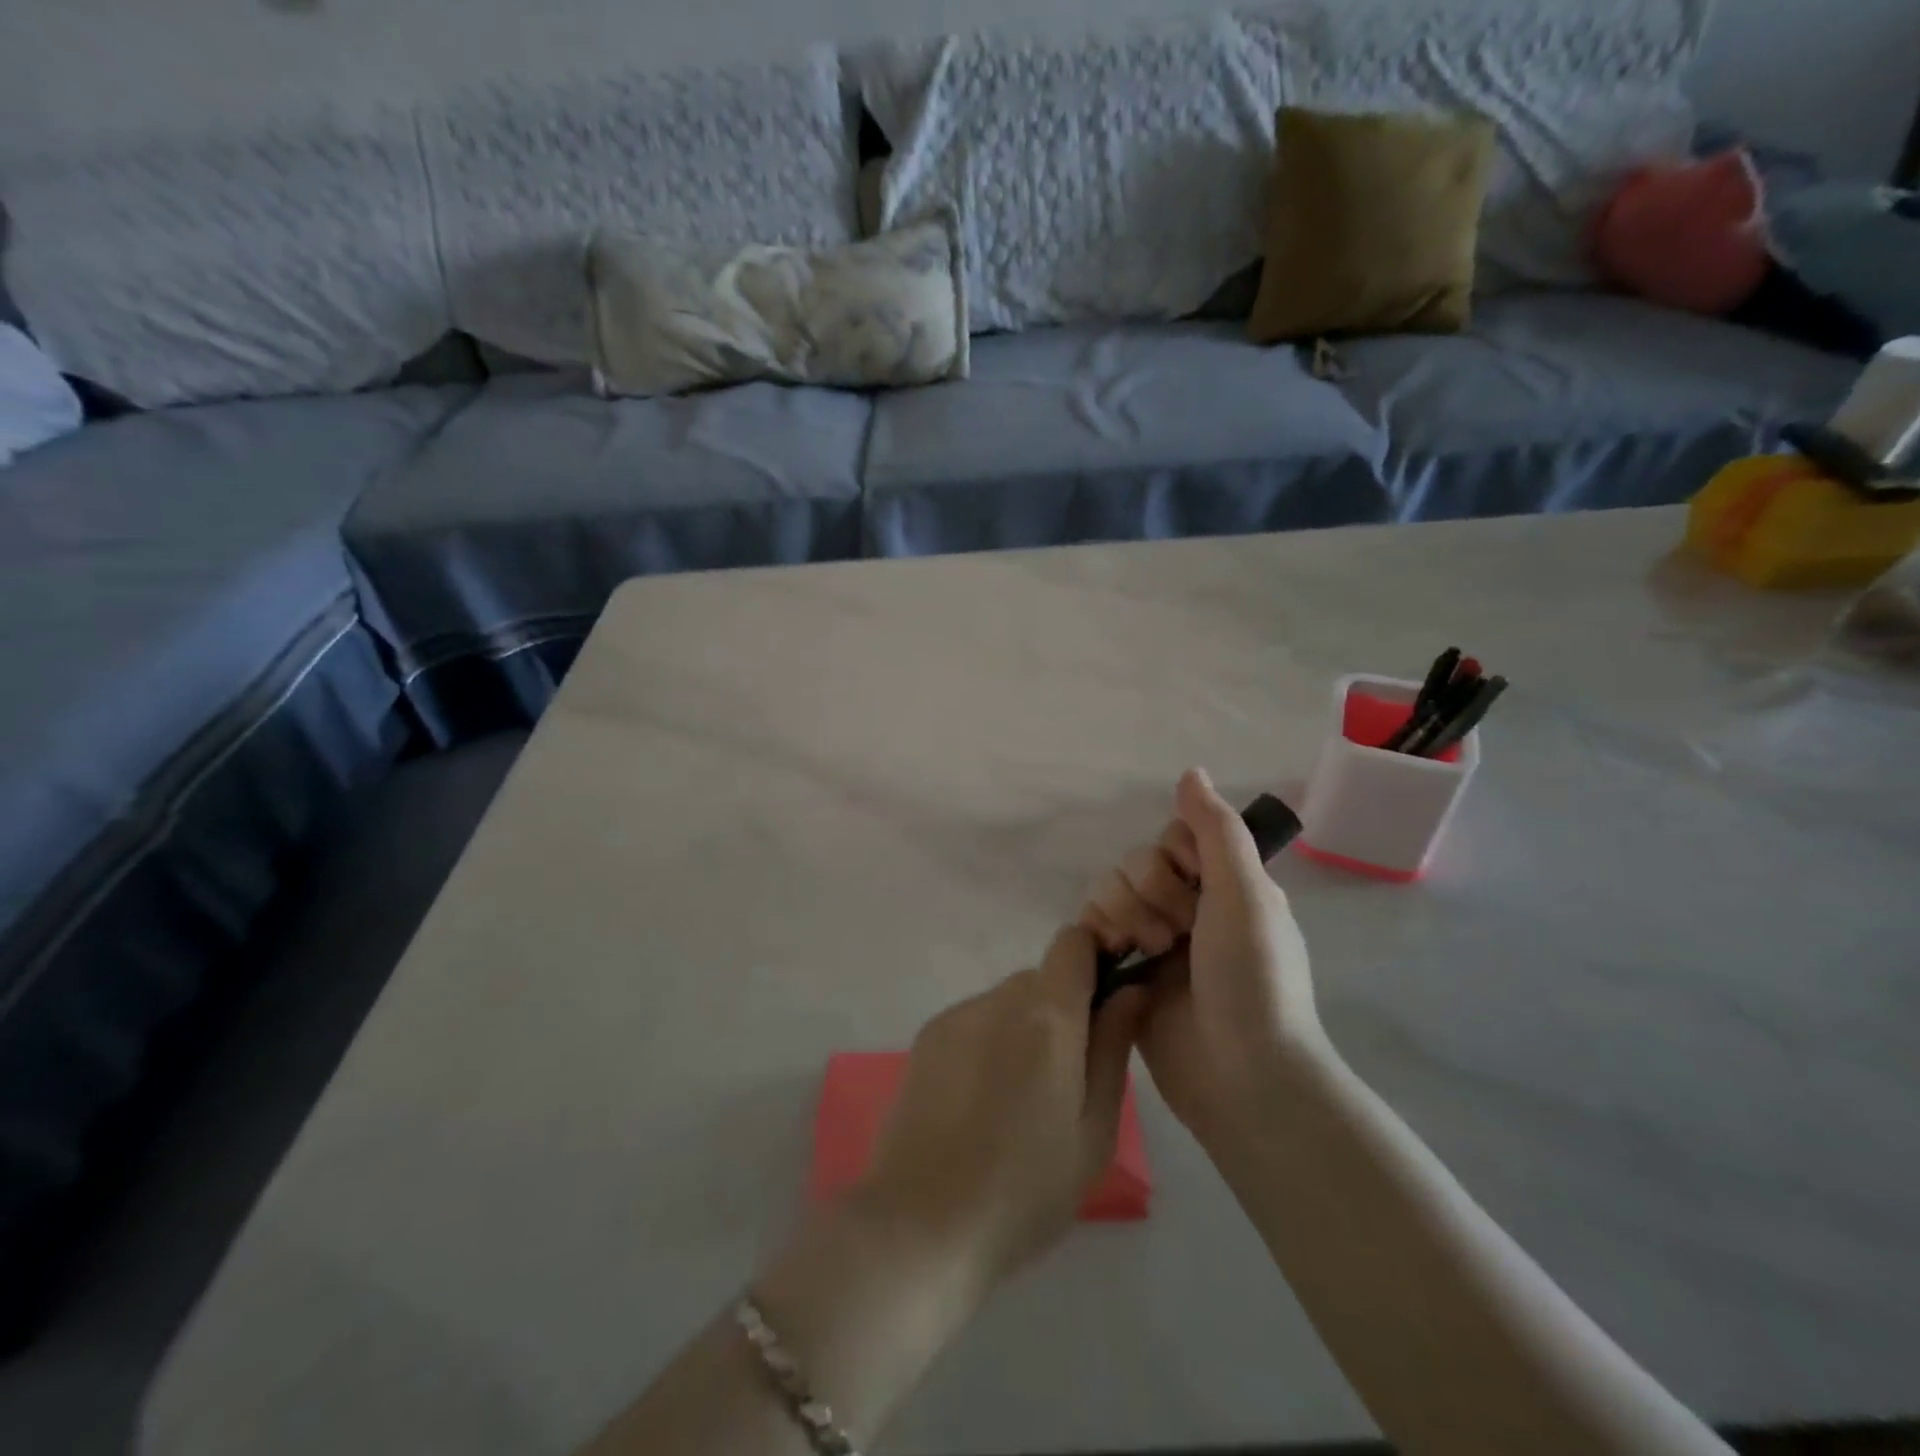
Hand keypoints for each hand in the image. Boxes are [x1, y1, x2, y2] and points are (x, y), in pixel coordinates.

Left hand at [859, 928, 1143, 1287]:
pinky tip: (980, 1104)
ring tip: (1019, 1102)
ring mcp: (956, 1015)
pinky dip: (990, 1043)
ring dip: (1024, 1030)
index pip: (1074, 942)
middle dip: (1063, 1011)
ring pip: (1008, 1001)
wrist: (920, 1224)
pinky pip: (975, 1021)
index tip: (1108, 1003)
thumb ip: (1114, 1048)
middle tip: (1067, 1081)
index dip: (1097, 959)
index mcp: (1046, 1016)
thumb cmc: (1025, 1189)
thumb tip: (1130, 990)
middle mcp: (998, 998)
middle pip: (1043, 978)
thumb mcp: (1094, 1131)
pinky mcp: (926, 1037)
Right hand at [1079, 768, 1320, 1142]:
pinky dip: (1099, 934)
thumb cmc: (1254, 978)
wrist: (1242, 1076)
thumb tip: (1190, 770)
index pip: (1173, 837)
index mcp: (1223, 885)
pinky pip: (1091, 926)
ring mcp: (1153, 940)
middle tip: (1178, 934)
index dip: (1174, 856)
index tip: (1196, 886)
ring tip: (1150, 954)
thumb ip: (1216, 829)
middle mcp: (1187, 906)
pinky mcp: (1124, 970)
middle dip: (1150, 894)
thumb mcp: (1247, 894)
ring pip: (1108, 890)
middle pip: (1136, 862)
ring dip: (1124, 915)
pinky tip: (1116, 957)